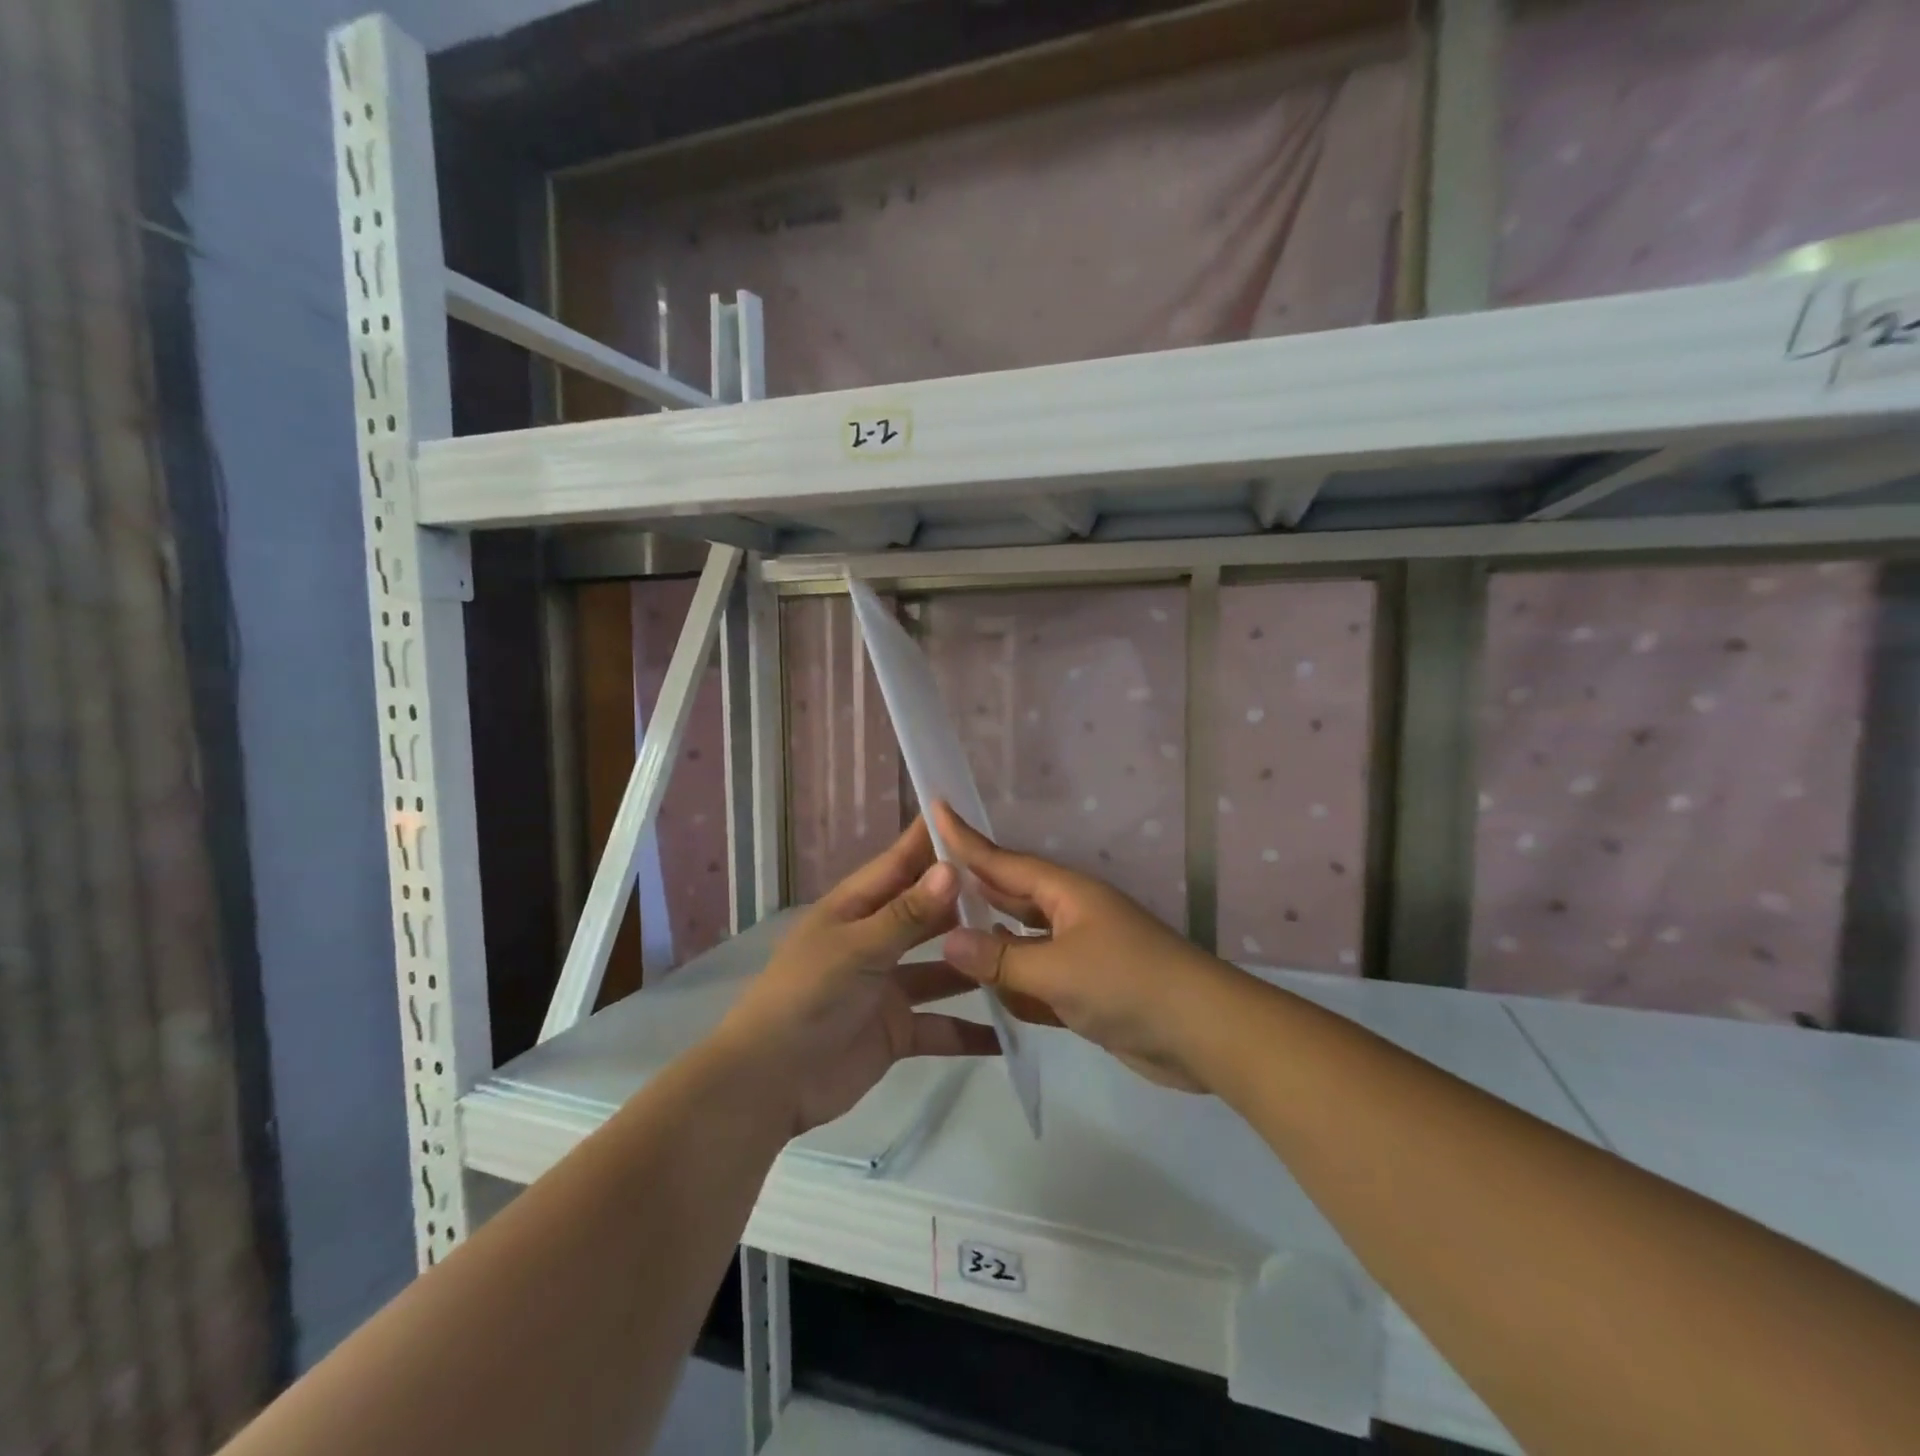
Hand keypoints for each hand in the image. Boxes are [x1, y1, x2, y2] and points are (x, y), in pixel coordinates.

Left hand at [713, 818, 999, 1135]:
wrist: (769, 1083)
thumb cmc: (806, 997)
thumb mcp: (856, 949)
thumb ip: (907, 914)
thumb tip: (951, 867)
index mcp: (856, 910)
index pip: (900, 864)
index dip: (932, 841)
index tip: (974, 816)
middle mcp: (876, 941)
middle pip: (928, 914)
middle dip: (968, 901)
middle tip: (1024, 886)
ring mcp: (889, 988)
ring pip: (943, 969)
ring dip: (976, 963)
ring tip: (1030, 951)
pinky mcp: (899, 1031)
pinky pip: (943, 1026)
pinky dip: (972, 1031)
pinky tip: (1015, 1031)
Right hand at [933, 802, 1245, 1092]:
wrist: (1203, 1034)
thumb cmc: (1128, 984)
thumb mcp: (1058, 970)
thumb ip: (1002, 958)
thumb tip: (949, 940)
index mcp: (1066, 893)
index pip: (1003, 862)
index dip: (966, 840)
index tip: (935, 810)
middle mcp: (1070, 915)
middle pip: (1011, 897)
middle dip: (972, 891)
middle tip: (923, 881)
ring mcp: (1080, 953)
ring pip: (1022, 940)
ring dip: (991, 941)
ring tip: (942, 936)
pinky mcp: (1086, 990)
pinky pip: (1038, 978)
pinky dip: (1015, 983)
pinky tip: (987, 990)